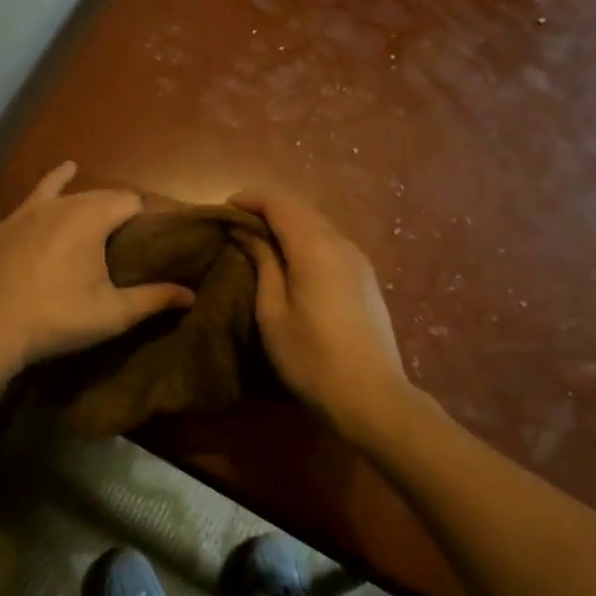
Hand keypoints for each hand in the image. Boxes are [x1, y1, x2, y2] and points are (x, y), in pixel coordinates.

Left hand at [0, 163, 194, 369]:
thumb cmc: (58, 317)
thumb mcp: (112, 313)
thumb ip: (154, 299)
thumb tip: (191, 295)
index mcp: (92, 218)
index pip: (131, 202)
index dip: (146, 217)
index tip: (154, 239)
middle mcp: (64, 203)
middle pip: (103, 197)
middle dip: (120, 212)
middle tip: (130, 242)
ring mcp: (32, 209)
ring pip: (73, 194)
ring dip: (91, 203)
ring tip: (104, 216)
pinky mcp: (10, 222)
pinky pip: (39, 192)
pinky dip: (56, 182)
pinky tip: (64, 172)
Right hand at [230, 189, 412, 435]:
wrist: (371, 395)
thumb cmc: (311, 358)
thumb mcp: (273, 313)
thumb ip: (263, 264)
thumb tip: (247, 232)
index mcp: (314, 248)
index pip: (280, 204)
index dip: (250, 199)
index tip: (224, 209)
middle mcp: (341, 244)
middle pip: (301, 210)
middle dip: (268, 209)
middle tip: (237, 224)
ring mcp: (359, 260)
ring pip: (318, 225)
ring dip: (288, 224)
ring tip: (260, 240)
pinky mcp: (366, 277)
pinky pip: (331, 242)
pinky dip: (306, 239)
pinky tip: (292, 260)